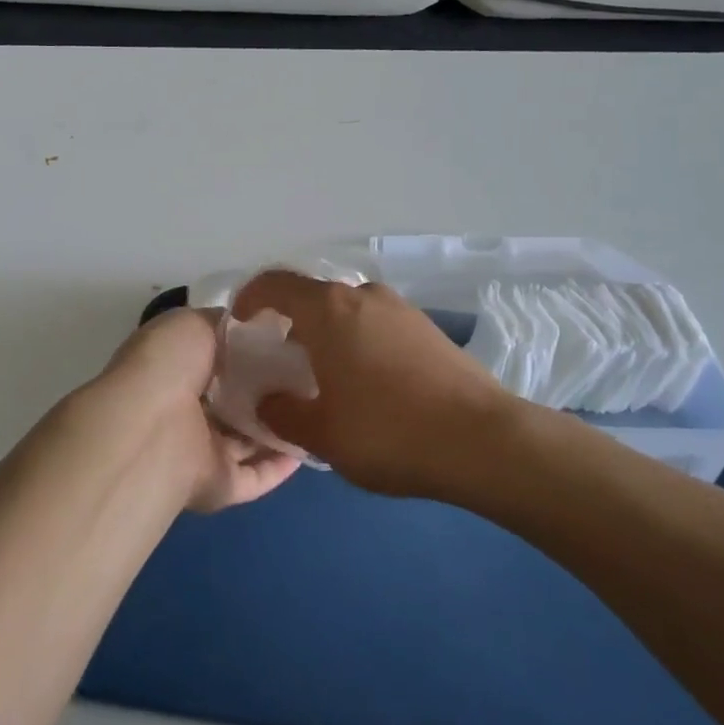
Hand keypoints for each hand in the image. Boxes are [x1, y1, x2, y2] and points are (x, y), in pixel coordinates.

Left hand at [91, 306, 300, 512]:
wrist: (152, 428)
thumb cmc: (168, 365)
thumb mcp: (194, 324)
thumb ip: (227, 325)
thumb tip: (261, 324)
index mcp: (174, 370)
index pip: (215, 361)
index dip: (247, 352)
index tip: (284, 343)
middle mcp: (185, 411)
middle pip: (232, 401)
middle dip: (265, 389)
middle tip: (306, 375)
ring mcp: (200, 451)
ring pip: (245, 440)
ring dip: (276, 427)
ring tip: (316, 408)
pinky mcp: (219, 485)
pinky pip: (255, 476)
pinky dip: (280, 466)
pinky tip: (308, 447)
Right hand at [231, 272, 515, 498]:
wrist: (482, 440)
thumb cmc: (387, 431)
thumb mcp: (321, 433)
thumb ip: (282, 414)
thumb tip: (268, 401)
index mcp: (328, 309)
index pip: (274, 284)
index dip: (249, 299)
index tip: (240, 325)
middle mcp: (363, 295)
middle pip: (312, 299)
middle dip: (290, 326)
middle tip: (281, 366)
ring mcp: (401, 308)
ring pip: (347, 313)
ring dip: (327, 337)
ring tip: (325, 380)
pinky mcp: (428, 328)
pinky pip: (377, 326)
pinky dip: (359, 344)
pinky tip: (367, 387)